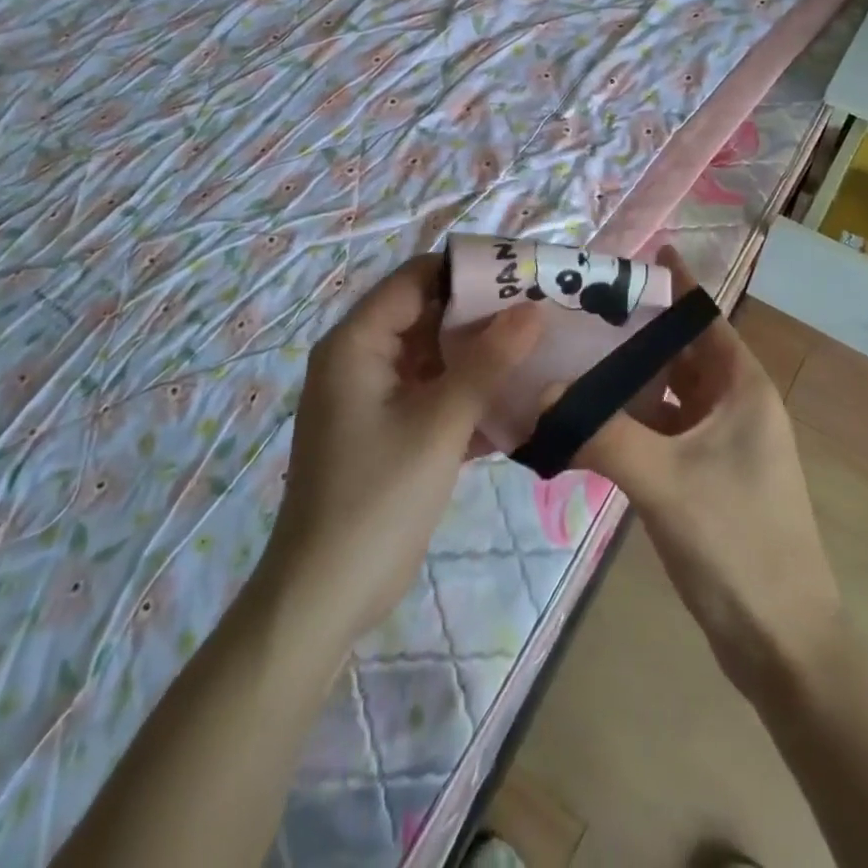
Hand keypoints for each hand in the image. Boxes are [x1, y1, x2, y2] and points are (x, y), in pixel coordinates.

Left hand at [260, 253, 543, 650]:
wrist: (324, 597)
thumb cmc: (377, 497)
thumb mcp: (439, 423)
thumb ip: (488, 362)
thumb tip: (533, 308)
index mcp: (358, 342)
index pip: (417, 277)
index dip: (468, 271)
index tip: (523, 274)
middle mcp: (362, 358)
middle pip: (428, 315)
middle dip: (483, 315)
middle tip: (543, 311)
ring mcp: (374, 396)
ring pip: (435, 357)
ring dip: (481, 357)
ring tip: (541, 349)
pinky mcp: (388, 430)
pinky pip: (434, 393)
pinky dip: (468, 394)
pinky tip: (518, 401)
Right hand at [571, 247, 844, 691]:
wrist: (782, 642)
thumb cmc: (736, 543)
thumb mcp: (664, 480)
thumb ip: (600, 432)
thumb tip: (539, 393)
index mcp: (742, 387)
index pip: (704, 315)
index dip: (673, 283)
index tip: (633, 255)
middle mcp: (736, 403)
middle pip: (681, 350)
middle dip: (638, 328)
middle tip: (581, 306)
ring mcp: (722, 442)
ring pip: (669, 391)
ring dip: (630, 375)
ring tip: (574, 352)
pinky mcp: (706, 475)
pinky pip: (663, 428)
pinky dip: (631, 417)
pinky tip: (588, 416)